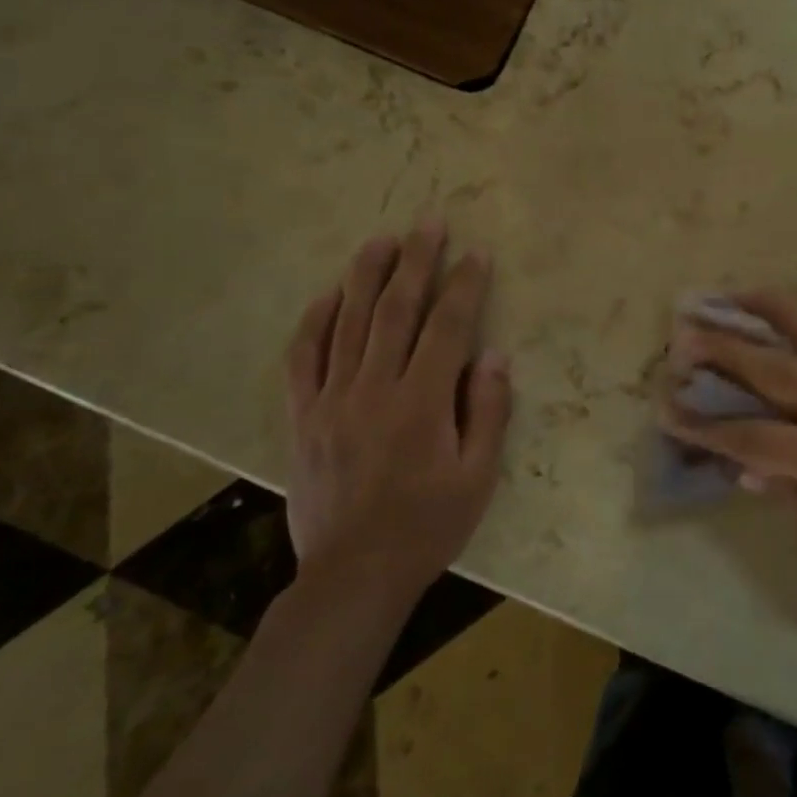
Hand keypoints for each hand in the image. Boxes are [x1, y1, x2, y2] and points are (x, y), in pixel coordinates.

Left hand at [284, 221, 511, 595]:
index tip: (477, 253)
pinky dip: (314, 322)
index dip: (464, 285)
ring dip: (366, 276)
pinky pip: (302, 359)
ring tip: (381, 240)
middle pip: (396, 310)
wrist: (355, 573)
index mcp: (422, 402)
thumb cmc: (429, 525)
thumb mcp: (478, 476)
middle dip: (416, 261)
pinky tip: (328, 296)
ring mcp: (331, 400)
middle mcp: (375, 389)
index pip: (448, 327)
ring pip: (348, 323)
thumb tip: (494, 355)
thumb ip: (487, 411)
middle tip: (428, 223)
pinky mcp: (302, 417)